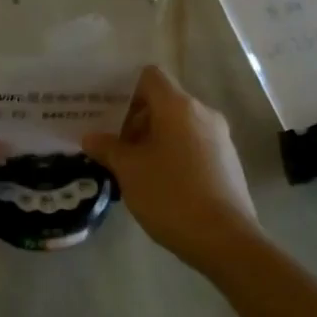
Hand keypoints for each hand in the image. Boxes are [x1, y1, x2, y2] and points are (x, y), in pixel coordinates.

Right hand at [82, 66, 260, 270]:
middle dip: (134, 119)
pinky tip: (156, 181)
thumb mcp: (129, 171)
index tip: (105, 111)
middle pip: (163, 102)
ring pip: (177, 125)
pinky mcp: (226, 161)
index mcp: (178, 107)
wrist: (224, 239)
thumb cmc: (170, 195)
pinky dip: (171, 153)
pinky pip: (192, 144)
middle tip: (110, 144)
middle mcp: (203, 113)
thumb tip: (91, 137)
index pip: (150, 77)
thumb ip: (107, 148)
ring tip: (130, 167)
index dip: (125, 88)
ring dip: (152, 139)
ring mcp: (219, 138)